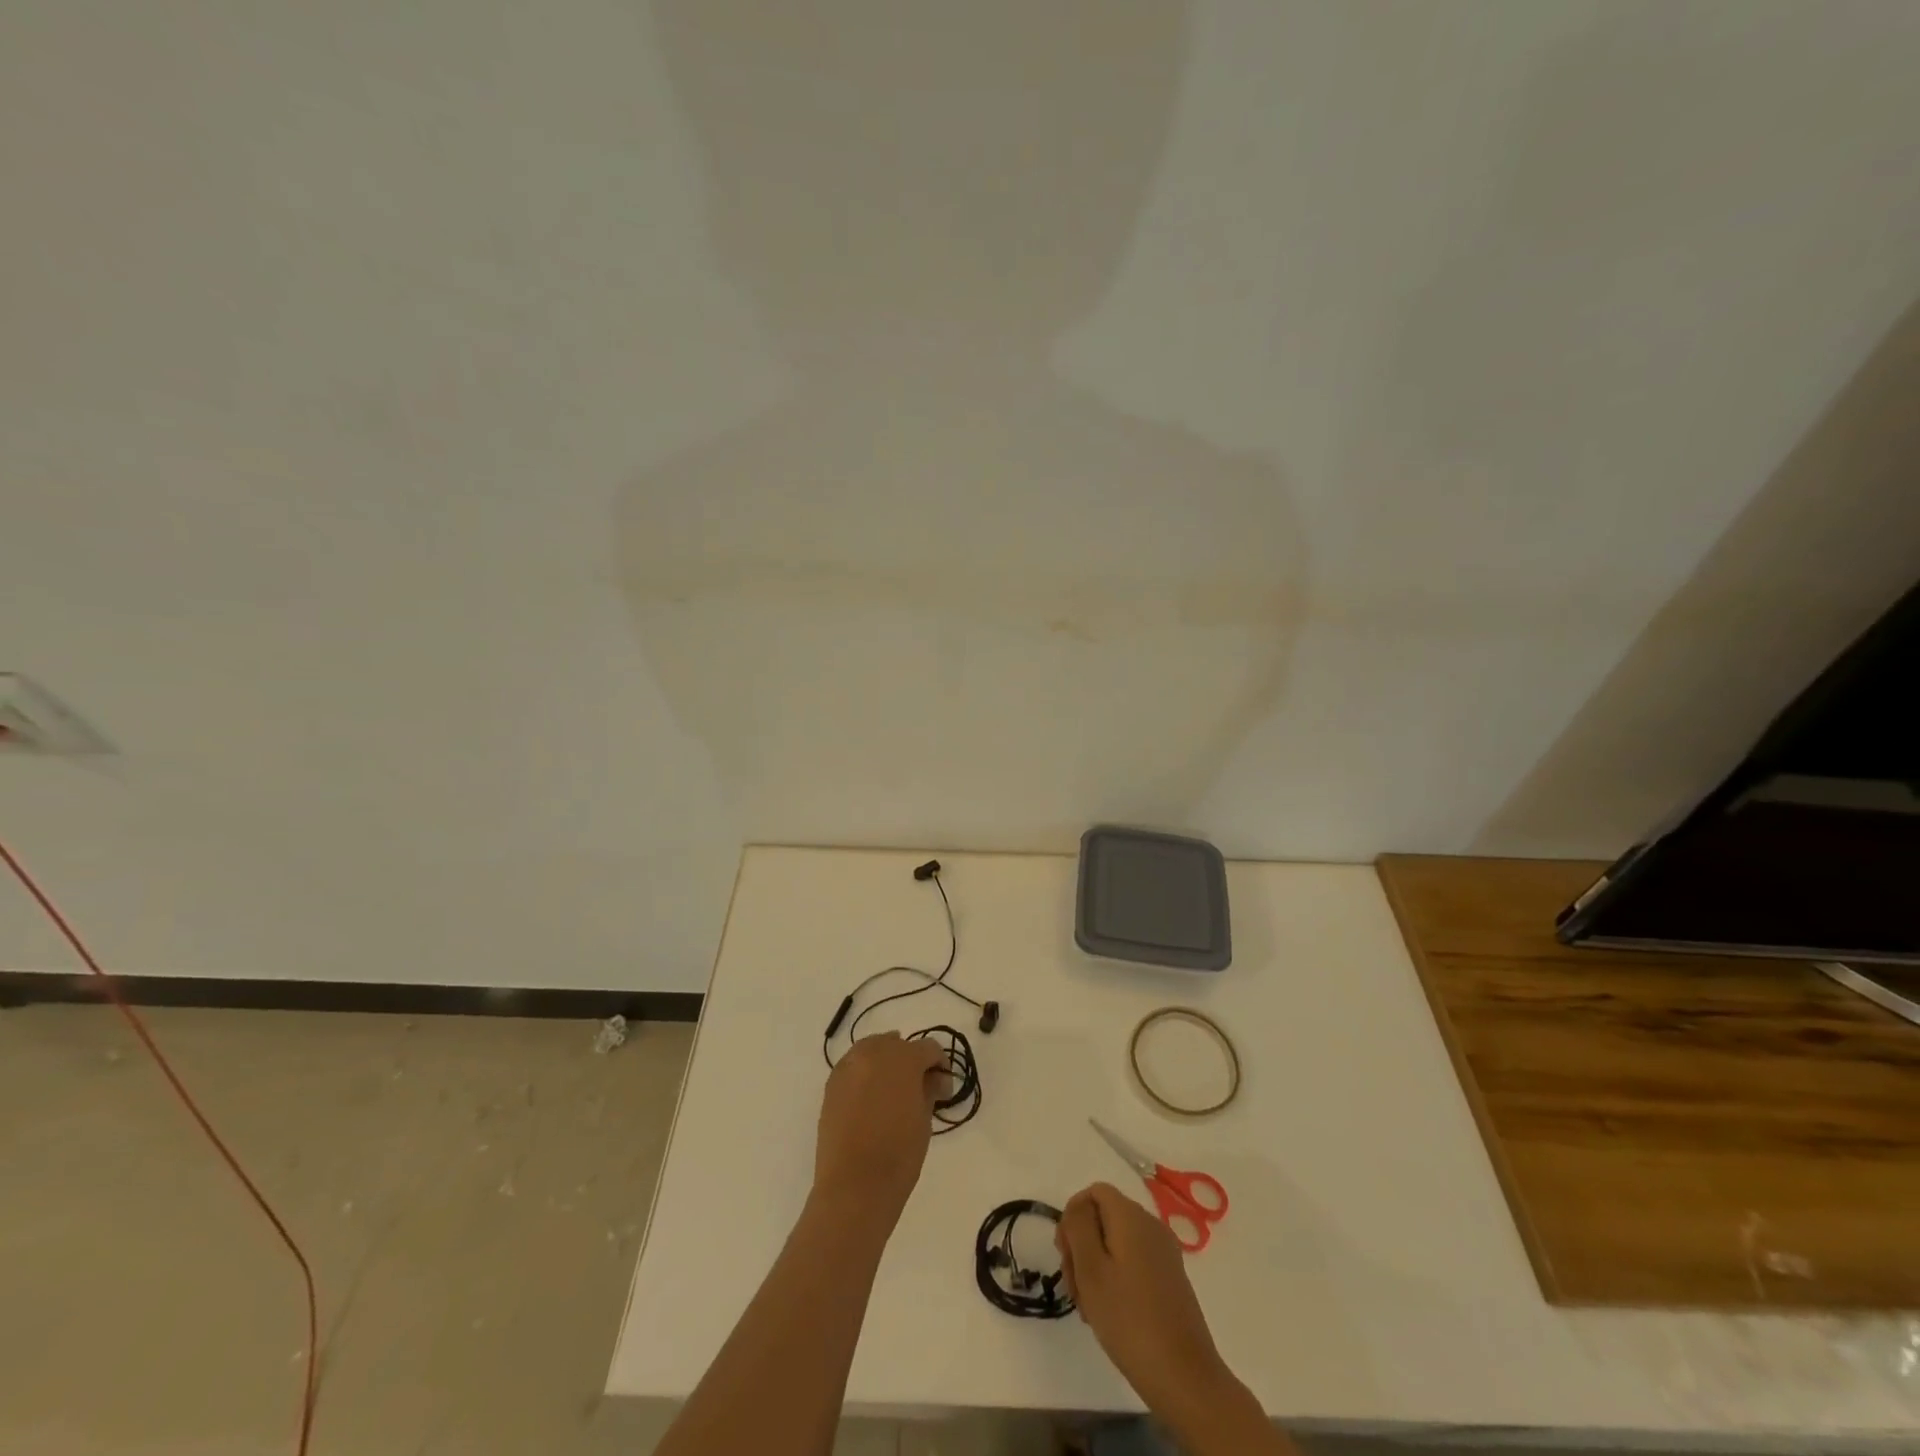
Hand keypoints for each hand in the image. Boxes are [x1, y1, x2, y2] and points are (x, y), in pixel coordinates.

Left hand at [812, 1033, 947, 1226]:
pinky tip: (871, 1097)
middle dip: (911, 1061)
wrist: (853, 1187)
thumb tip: (935, 1078)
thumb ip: (930, 1089)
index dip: (940, 1065)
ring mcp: (848, 1066)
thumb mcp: (924, 1120)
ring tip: (893, 1091)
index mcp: (903, 1058)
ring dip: (886, 1062)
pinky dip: (865, 1073)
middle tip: (919, 1089)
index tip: (943, 1088)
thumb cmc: (898, 1154)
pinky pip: (854, 1066)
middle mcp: (873, 1052)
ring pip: (872, 1049)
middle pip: (897, 1044)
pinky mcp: (831, 1084)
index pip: (928, 1048)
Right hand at [1056, 1182, 1229, 1416]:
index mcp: (1131, 1216)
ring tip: (1089, 1307)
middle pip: (1105, 1217)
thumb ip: (1079, 1226)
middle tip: (1073, 1286)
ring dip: (1096, 1266)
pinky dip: (1115, 1277)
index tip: (1064, 1254)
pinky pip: (1134, 1262)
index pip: (1094, 1192)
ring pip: (1117, 1242)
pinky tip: (1109, 1313)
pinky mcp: (1171, 1278)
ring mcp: (1164, 1253)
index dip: (1073, 1216)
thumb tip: (1078, 1207)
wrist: (1185, 1378)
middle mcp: (1151, 1225)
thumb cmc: (1129, 1320)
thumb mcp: (1091, 1269)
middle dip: (1082, 1245)